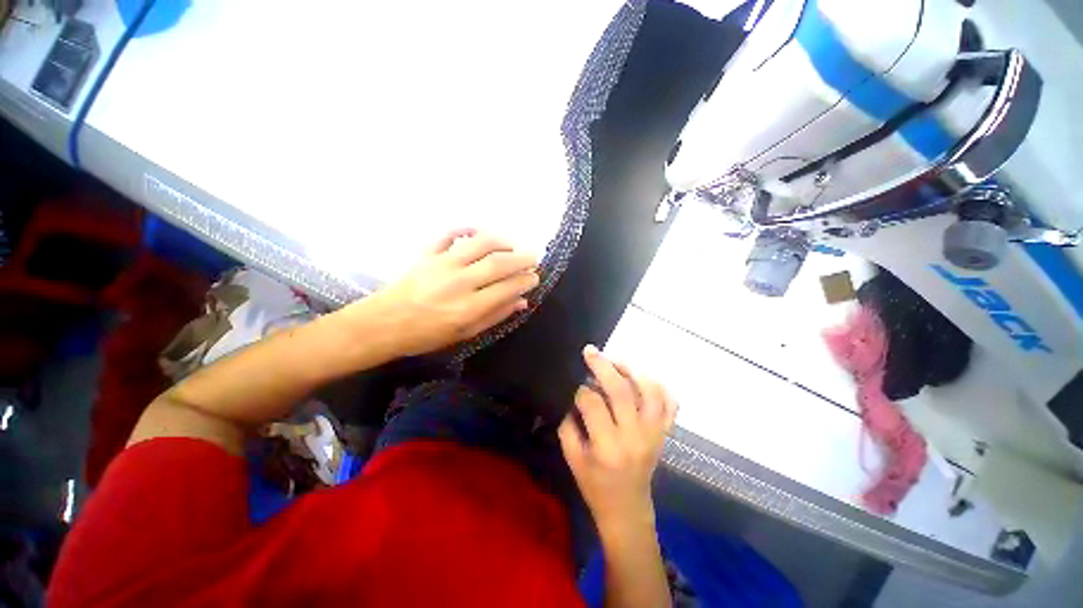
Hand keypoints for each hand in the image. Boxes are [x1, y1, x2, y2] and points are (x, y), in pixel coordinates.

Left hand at [360, 229, 538, 356]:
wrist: (384, 324)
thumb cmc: (426, 335)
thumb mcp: (465, 334)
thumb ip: (495, 316)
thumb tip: (522, 301)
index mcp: (469, 308)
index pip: (508, 287)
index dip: (526, 280)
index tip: (535, 277)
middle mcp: (459, 282)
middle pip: (499, 262)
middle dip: (523, 258)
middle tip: (534, 258)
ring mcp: (443, 264)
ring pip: (481, 243)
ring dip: (503, 241)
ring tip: (512, 246)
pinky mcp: (428, 253)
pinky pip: (450, 234)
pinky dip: (468, 229)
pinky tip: (479, 233)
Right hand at [558, 345, 677, 531]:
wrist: (627, 510)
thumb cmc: (595, 485)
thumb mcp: (572, 458)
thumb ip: (568, 424)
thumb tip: (572, 394)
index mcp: (607, 447)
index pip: (593, 404)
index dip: (581, 389)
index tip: (575, 383)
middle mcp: (635, 437)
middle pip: (622, 391)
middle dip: (604, 366)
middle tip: (591, 351)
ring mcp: (654, 434)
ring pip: (651, 392)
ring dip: (633, 371)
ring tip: (617, 361)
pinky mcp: (664, 434)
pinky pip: (670, 404)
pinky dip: (660, 386)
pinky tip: (643, 378)